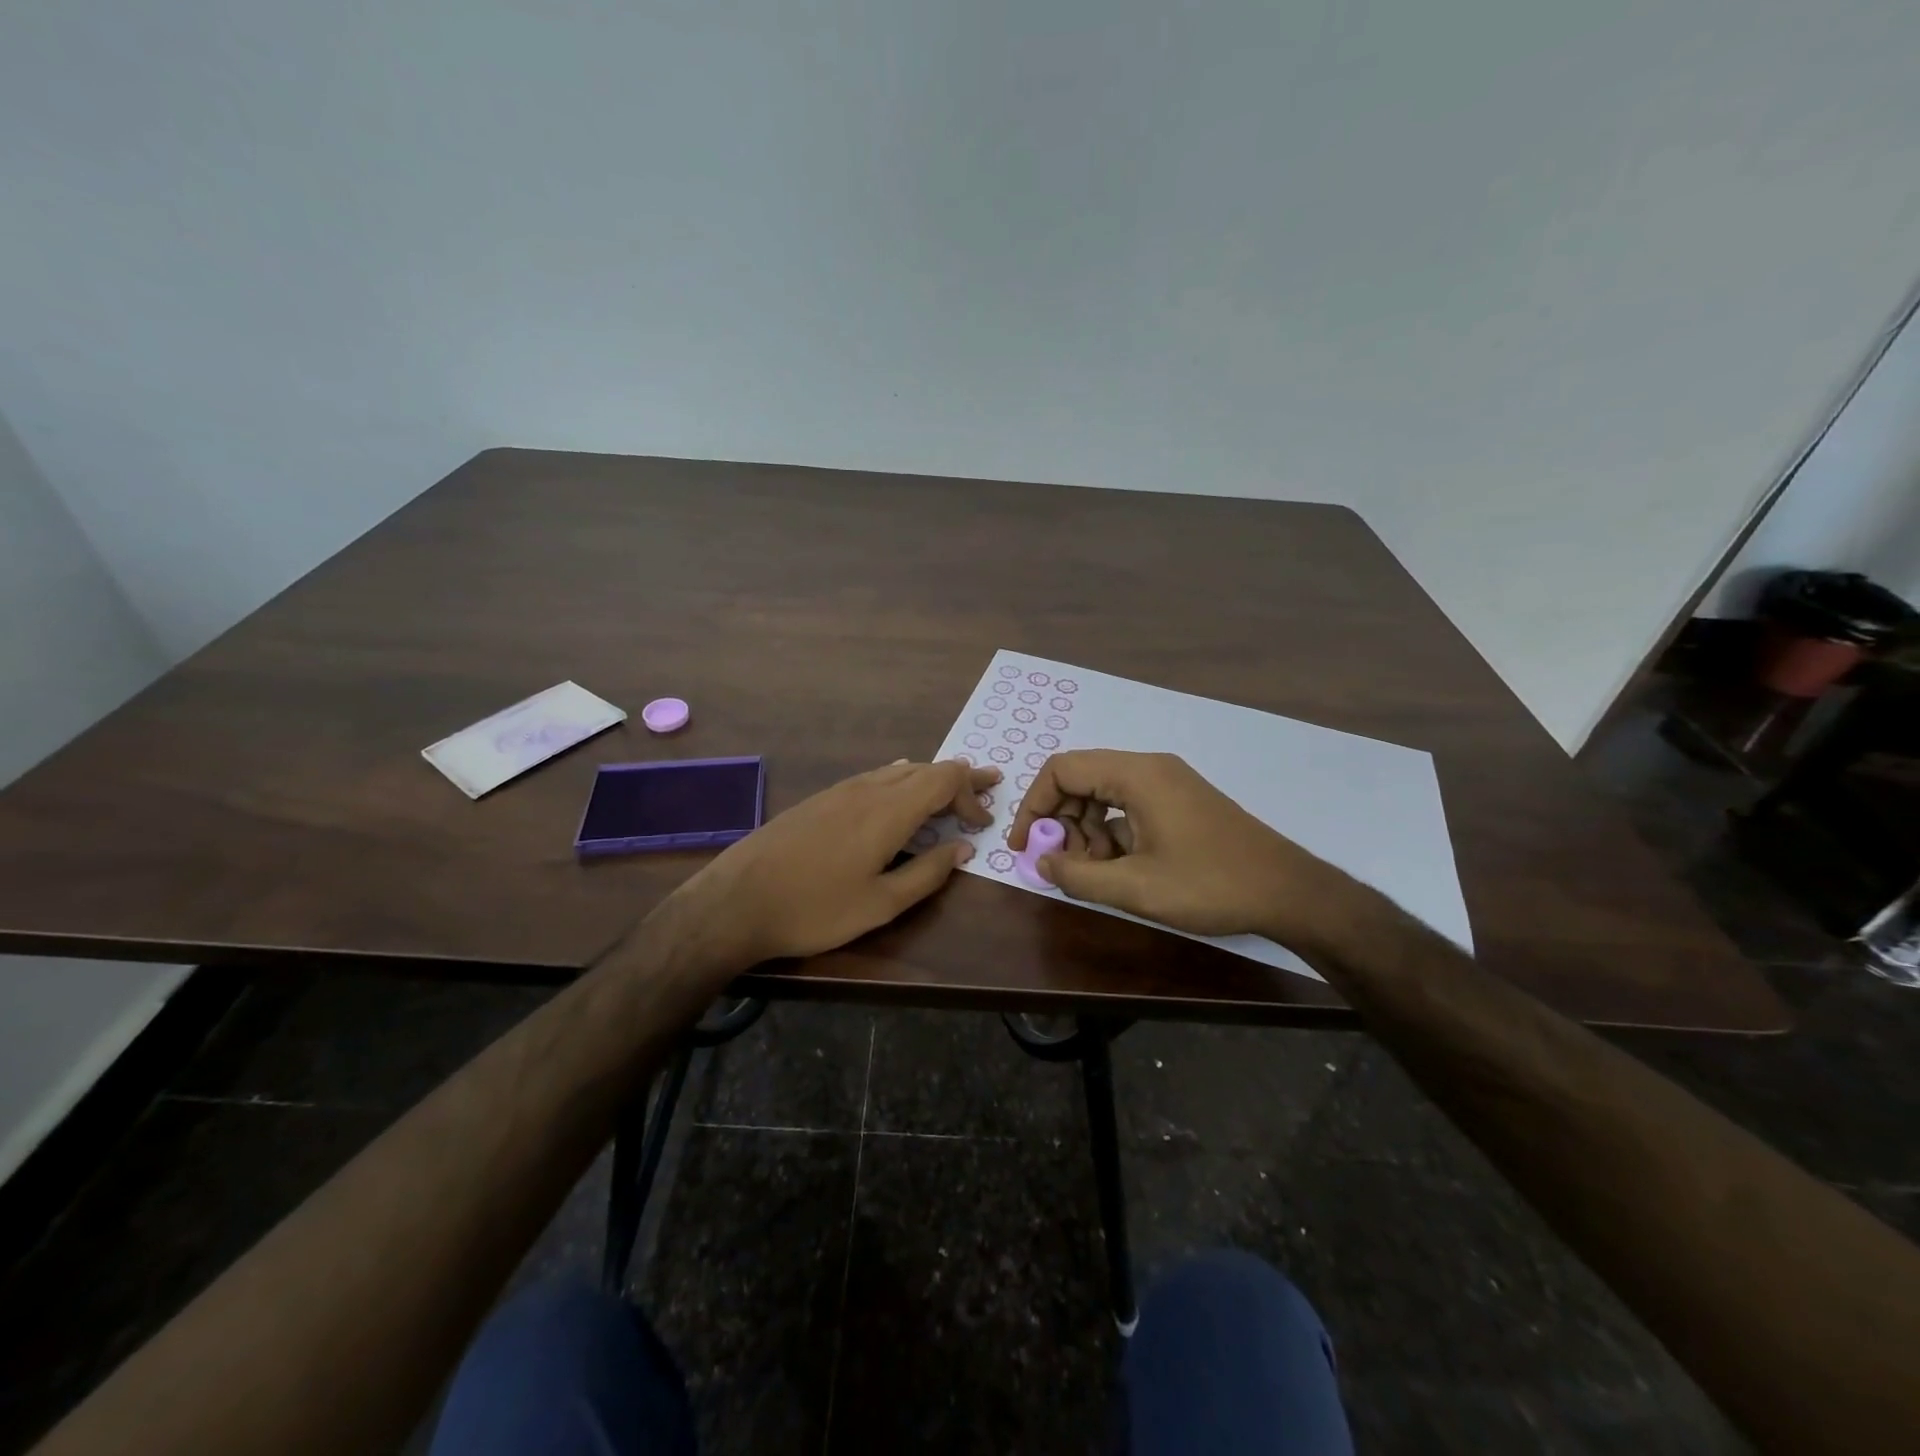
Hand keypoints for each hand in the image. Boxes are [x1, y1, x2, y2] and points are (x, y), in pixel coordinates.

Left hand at [669, 758, 997, 969]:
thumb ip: (928, 873)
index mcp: (888, 810)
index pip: (944, 780)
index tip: (983, 822)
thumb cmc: (815, 908)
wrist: (737, 901)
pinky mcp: (820, 800)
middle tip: (986, 787)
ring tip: (949, 792)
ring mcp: (840, 790)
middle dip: (959, 778)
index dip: (971, 793)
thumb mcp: (881, 904)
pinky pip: (874, 778)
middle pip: (925, 769)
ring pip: (898, 771)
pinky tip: (898, 797)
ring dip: (929, 779)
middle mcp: (868, 789)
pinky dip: (901, 783)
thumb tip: (963, 849)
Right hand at [1009, 749, 1362, 949]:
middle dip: (1061, 821)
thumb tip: (1041, 861)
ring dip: (1086, 831)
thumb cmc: (1210, 884)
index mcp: (1136, 775)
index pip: (1062, 769)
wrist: (1289, 892)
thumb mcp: (1136, 888)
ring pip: (1104, 794)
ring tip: (1094, 872)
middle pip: (1081, 779)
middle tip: (1062, 864)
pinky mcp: (1180, 801)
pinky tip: (1121, 869)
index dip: (1034, 805)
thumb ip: (1079, 875)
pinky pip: (1129, 806)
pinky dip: (1112, 833)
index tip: (1025, 845)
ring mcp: (1168, 783)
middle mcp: (1149, 768)